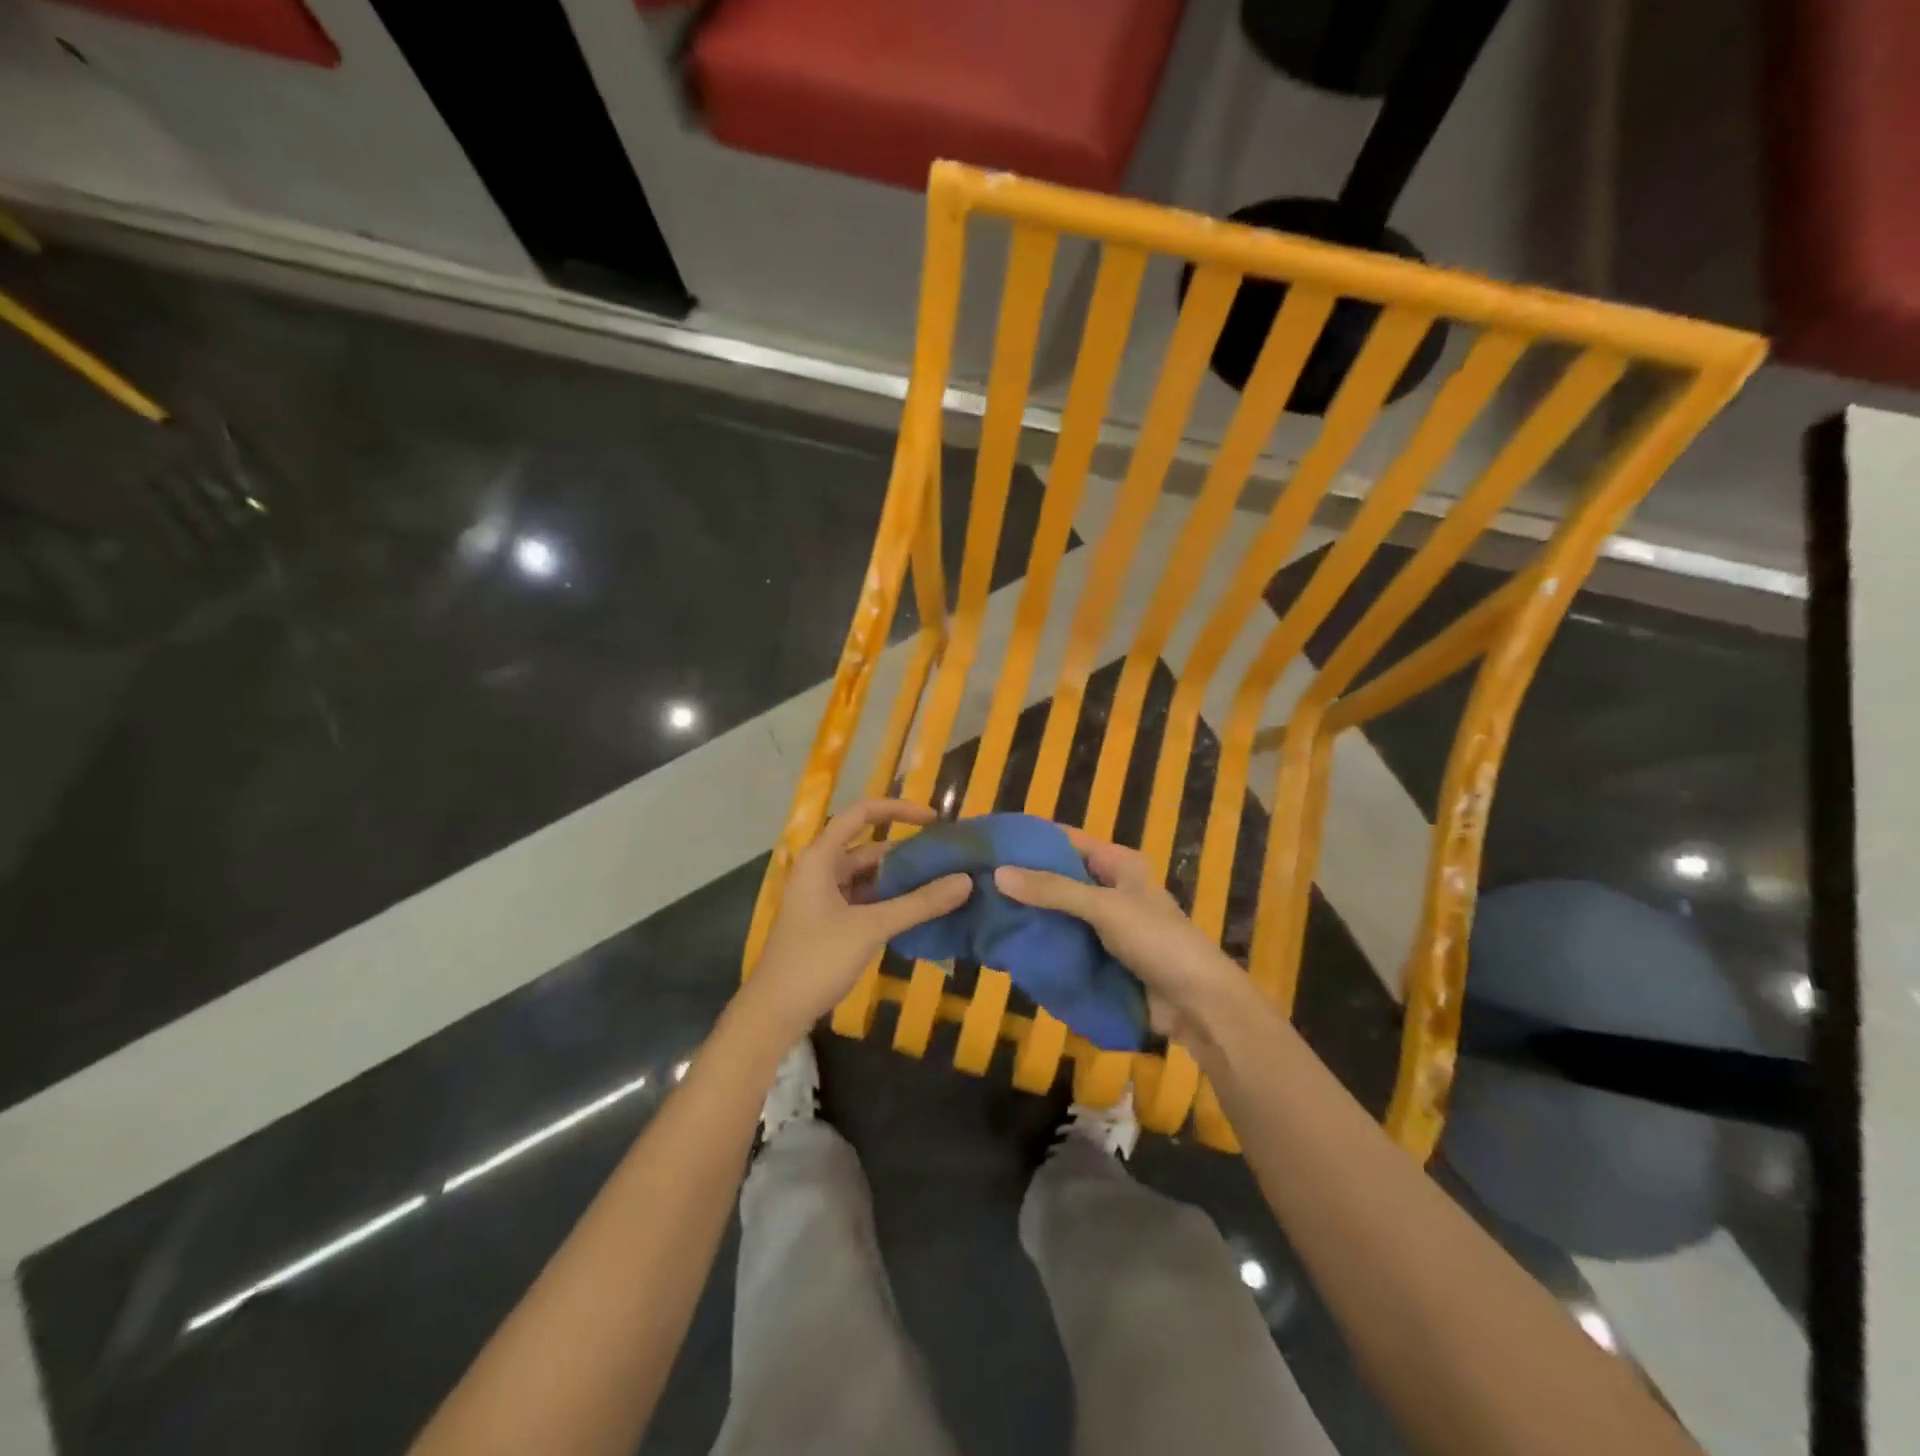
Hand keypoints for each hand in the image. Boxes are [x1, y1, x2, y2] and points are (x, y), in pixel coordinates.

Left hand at [743, 798, 971, 1039]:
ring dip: (900, 878)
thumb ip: (919, 903)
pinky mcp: (828, 921)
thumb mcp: (870, 928)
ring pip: (868, 876)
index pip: (861, 813)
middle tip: (947, 857)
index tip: (933, 819)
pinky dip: (890, 900)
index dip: (897, 809)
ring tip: (941, 882)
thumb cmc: (816, 959)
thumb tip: (965, 880)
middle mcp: (821, 869)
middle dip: (906, 850)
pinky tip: (918, 910)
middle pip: (868, 846)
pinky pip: (865, 899)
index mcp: (821, 858)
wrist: (774, 1012)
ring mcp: (823, 897)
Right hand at [994, 828, 1244, 1041]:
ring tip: (982, 912)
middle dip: (1023, 881)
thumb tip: (998, 873)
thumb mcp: (1104, 908)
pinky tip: (1007, 944)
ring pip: (1058, 913)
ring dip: (1029, 915)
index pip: (1066, 841)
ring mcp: (1103, 925)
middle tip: (976, 882)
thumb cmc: (1157, 941)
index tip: (989, 843)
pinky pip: (1064, 943)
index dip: (1031, 840)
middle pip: (1058, 878)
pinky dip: (1041, 943)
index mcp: (1118, 864)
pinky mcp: (1100, 957)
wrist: (1197, 1004)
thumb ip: (1053, 890)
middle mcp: (1108, 888)